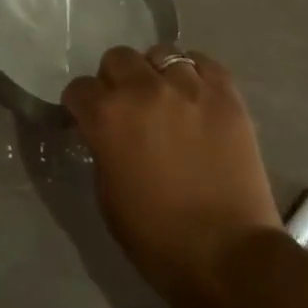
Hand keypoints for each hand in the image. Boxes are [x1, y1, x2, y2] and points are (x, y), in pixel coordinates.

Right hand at [63, 46, 283, 307]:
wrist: (227, 253)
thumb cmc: (157, 236)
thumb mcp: (107, 193)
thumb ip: (102, 148)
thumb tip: (106, 131)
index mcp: (107, 116)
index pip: (79, 88)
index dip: (81, 104)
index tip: (87, 117)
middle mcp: (144, 89)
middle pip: (117, 58)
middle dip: (115, 79)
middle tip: (126, 105)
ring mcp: (188, 86)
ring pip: (161, 53)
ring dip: (155, 73)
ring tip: (165, 97)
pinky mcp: (225, 93)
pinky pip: (203, 62)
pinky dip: (194, 72)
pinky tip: (195, 93)